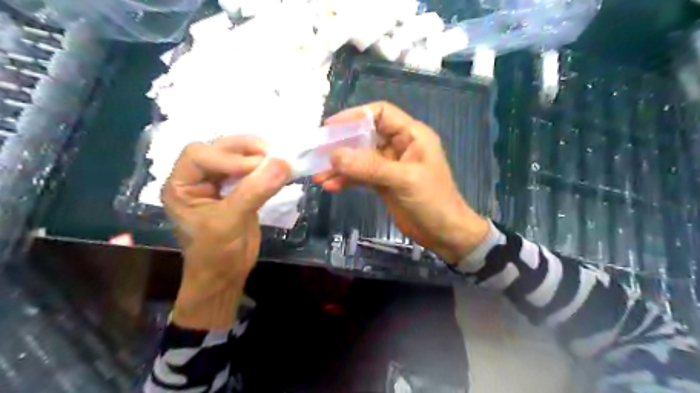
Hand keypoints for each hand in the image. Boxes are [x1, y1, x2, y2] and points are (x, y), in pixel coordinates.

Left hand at [161, 137, 290, 328]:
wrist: (225, 276)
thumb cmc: (217, 253)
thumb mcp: (231, 221)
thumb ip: (255, 191)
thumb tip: (283, 163)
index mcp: (180, 186)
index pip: (199, 155)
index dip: (228, 156)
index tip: (258, 165)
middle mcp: (195, 179)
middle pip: (217, 149)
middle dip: (244, 149)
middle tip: (272, 153)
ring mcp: (216, 184)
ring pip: (234, 157)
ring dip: (255, 154)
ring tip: (276, 158)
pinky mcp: (235, 190)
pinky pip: (248, 171)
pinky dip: (263, 168)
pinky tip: (275, 169)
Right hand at [315, 103, 487, 265]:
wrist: (444, 233)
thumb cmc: (432, 201)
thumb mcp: (403, 180)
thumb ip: (370, 166)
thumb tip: (334, 156)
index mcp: (411, 135)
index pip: (380, 114)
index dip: (355, 116)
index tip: (331, 126)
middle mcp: (399, 146)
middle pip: (366, 136)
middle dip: (342, 144)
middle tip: (318, 153)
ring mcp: (390, 165)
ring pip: (360, 158)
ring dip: (341, 166)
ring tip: (320, 175)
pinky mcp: (383, 183)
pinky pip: (361, 176)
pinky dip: (347, 180)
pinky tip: (331, 186)